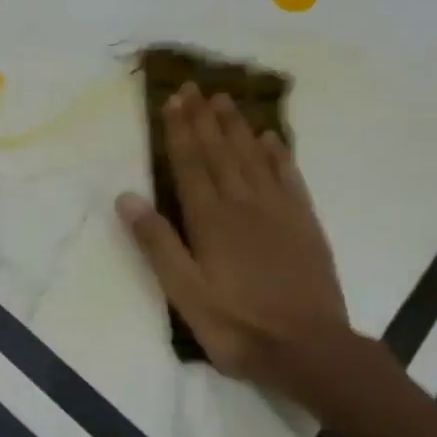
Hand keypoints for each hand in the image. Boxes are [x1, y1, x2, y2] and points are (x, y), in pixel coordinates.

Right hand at [116, 83, 350, 386]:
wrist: (310, 349)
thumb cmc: (238, 324)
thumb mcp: (185, 292)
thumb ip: (157, 243)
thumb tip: (127, 196)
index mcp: (210, 219)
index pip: (190, 164)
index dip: (179, 130)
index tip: (172, 100)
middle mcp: (243, 203)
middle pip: (220, 152)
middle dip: (204, 118)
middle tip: (194, 87)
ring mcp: (278, 211)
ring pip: (253, 157)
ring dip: (237, 127)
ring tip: (224, 100)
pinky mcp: (305, 223)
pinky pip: (289, 177)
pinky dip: (279, 154)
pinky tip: (272, 139)